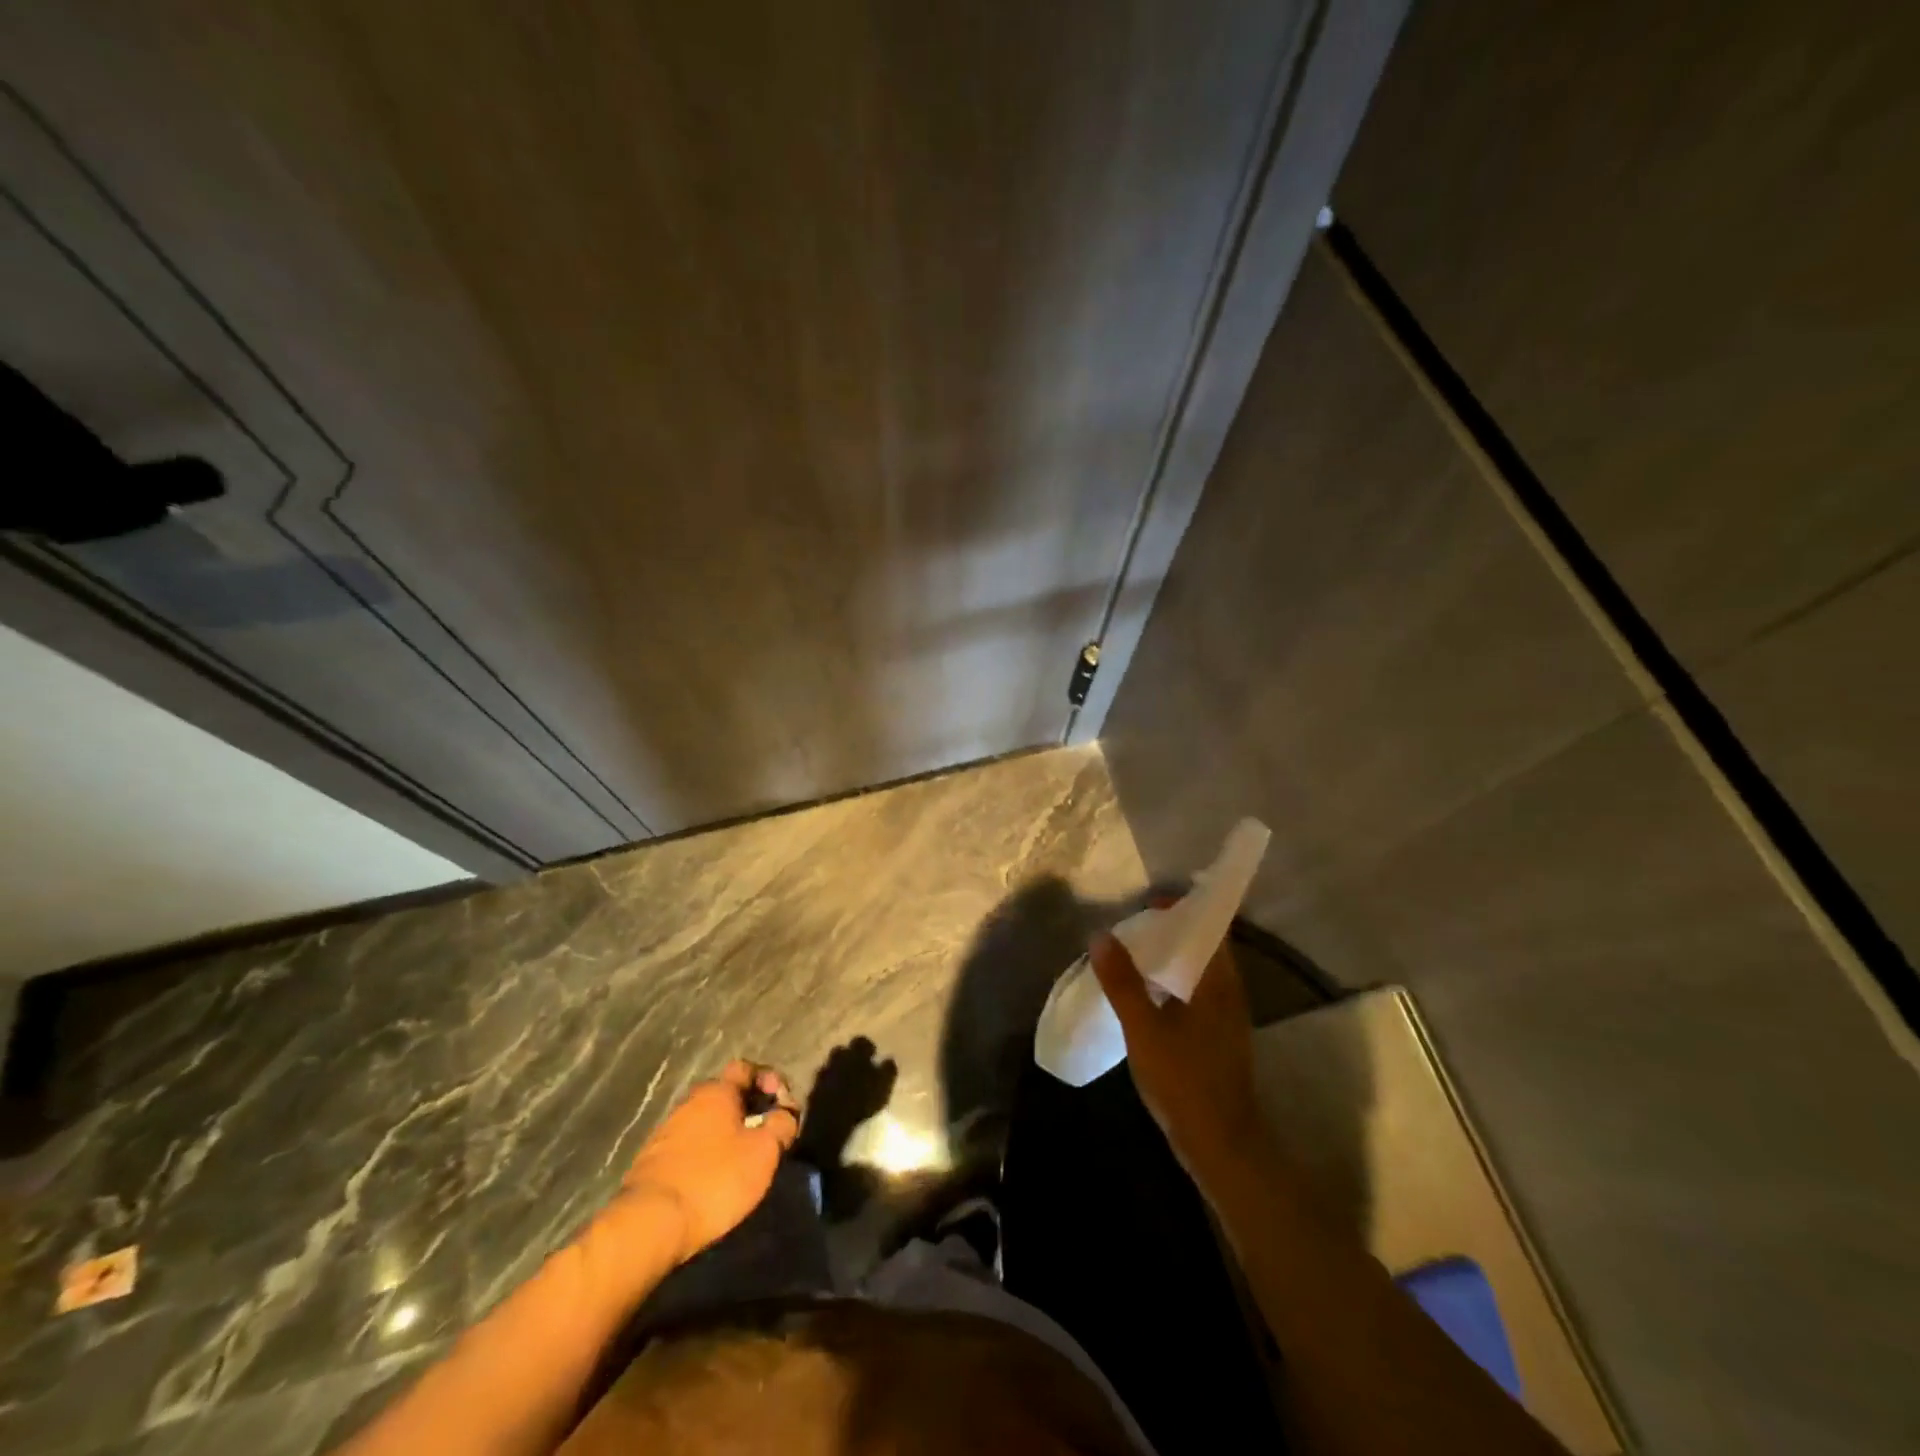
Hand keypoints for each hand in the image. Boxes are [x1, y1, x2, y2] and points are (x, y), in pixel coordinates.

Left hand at [619, 1060, 799, 1263]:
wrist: (650, 1224)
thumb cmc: (715, 1179)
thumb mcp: (763, 1152)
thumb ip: (782, 1125)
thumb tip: (786, 1114)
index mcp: (717, 1091)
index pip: (746, 1068)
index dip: (769, 1081)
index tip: (783, 1106)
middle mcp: (690, 1102)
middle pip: (726, 1094)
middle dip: (749, 1109)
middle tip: (766, 1135)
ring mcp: (667, 1130)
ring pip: (707, 1120)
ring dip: (727, 1132)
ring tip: (742, 1159)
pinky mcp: (653, 1160)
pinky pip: (690, 1145)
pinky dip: (706, 1153)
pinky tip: (714, 1177)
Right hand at [1088, 910, 1267, 1187]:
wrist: (1222, 1145)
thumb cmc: (1185, 1080)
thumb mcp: (1144, 1028)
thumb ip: (1122, 982)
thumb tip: (1101, 935)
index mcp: (1219, 982)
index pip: (1211, 927)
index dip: (1185, 909)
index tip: (1151, 902)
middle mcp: (1229, 992)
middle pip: (1206, 946)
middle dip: (1174, 930)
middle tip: (1135, 924)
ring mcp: (1227, 1016)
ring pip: (1201, 971)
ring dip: (1173, 957)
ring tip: (1135, 953)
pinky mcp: (1219, 1036)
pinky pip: (1198, 992)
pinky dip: (1175, 981)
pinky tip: (1147, 993)